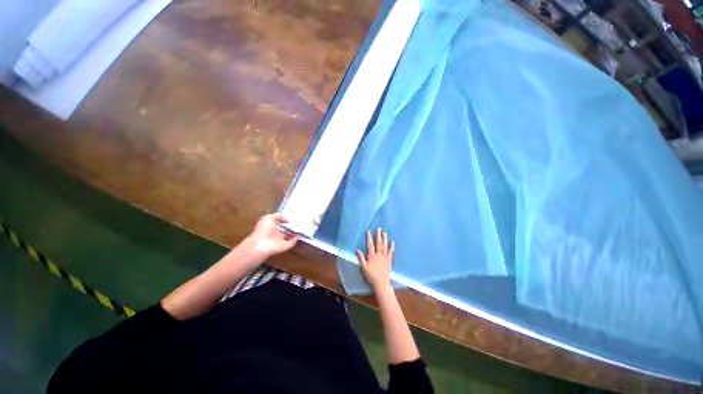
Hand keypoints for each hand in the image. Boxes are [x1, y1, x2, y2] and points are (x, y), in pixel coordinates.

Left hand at [246, 213, 297, 258]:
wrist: (260, 245)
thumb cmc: (263, 230)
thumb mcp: (268, 218)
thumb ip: (278, 216)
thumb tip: (287, 219)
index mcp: (270, 227)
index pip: (278, 223)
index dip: (284, 219)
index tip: (293, 216)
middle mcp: (275, 234)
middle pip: (284, 230)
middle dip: (291, 226)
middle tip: (299, 222)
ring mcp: (280, 241)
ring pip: (288, 236)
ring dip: (294, 233)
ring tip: (301, 228)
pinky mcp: (284, 246)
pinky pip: (291, 243)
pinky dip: (295, 240)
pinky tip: (299, 234)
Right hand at [356, 228, 394, 289]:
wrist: (381, 282)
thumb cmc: (371, 275)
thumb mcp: (364, 267)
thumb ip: (361, 258)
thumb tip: (357, 250)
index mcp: (372, 256)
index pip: (370, 245)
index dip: (369, 238)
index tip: (369, 231)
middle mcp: (379, 255)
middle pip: (378, 243)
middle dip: (378, 235)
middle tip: (379, 228)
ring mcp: (385, 257)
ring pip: (385, 246)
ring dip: (385, 239)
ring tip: (384, 233)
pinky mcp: (389, 260)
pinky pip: (391, 252)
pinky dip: (391, 246)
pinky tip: (392, 242)